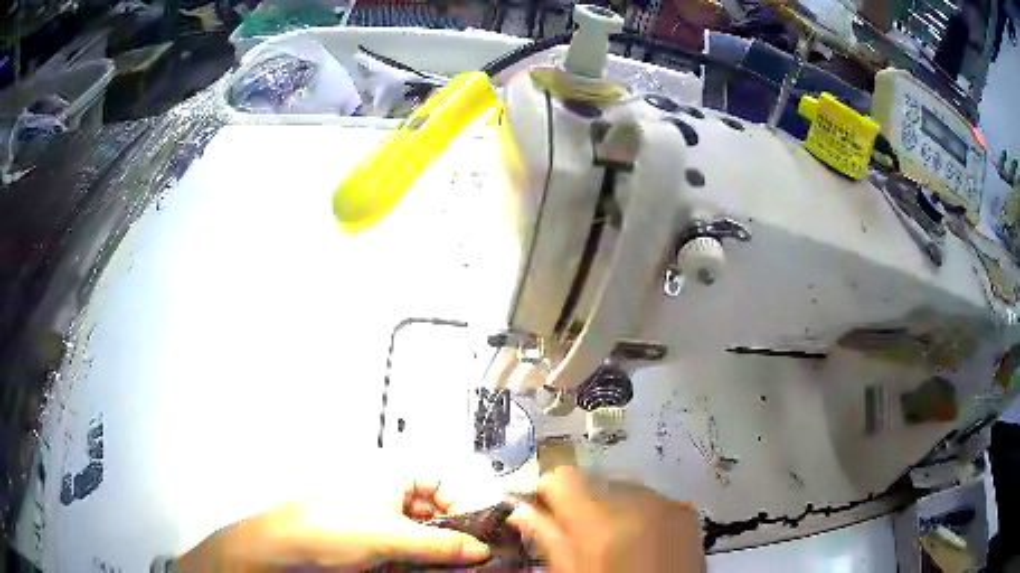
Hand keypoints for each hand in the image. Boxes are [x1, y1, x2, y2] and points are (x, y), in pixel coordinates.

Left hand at [177, 481, 490, 571]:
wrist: (291, 550)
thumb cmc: (334, 529)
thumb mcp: (394, 537)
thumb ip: (441, 545)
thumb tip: (480, 550)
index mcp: (392, 484)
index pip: (438, 485)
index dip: (458, 503)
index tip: (476, 529)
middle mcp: (388, 502)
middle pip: (433, 514)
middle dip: (453, 534)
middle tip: (471, 556)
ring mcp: (380, 527)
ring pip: (422, 538)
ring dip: (438, 553)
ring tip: (454, 568)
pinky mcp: (374, 550)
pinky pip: (407, 555)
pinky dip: (422, 564)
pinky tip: (429, 572)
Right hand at [507, 467, 704, 572]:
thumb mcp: (571, 572)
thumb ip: (545, 537)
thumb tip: (519, 509)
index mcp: (599, 518)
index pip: (562, 477)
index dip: (546, 491)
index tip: (540, 510)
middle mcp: (635, 499)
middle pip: (593, 480)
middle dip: (579, 500)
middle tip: (575, 532)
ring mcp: (666, 502)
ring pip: (622, 488)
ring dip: (609, 505)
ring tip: (610, 539)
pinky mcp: (686, 511)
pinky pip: (651, 499)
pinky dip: (638, 512)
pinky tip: (639, 540)